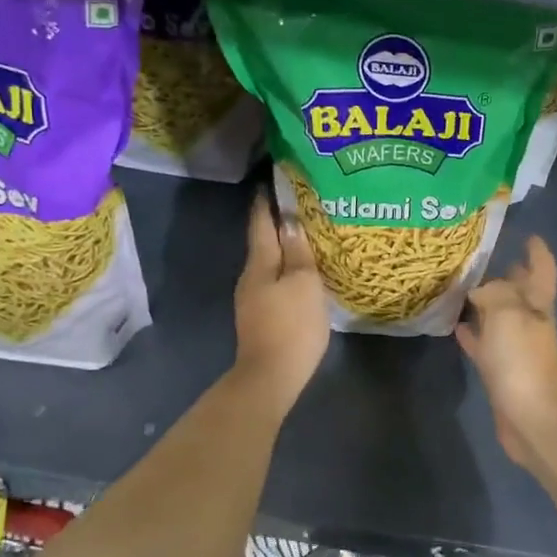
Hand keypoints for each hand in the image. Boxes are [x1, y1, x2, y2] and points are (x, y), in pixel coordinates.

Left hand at [233, 191, 329, 414]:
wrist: (271, 377)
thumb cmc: (291, 326)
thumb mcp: (303, 284)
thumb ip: (297, 251)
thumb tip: (289, 220)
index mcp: (260, 264)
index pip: (261, 222)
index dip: (267, 200)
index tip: (274, 179)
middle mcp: (250, 277)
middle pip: (264, 242)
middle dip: (278, 223)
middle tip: (302, 205)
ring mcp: (252, 299)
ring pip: (269, 264)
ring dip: (284, 249)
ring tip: (306, 237)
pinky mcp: (260, 318)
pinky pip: (274, 283)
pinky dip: (286, 271)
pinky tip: (301, 274)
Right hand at [457, 236, 556, 472]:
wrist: (533, 420)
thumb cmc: (524, 362)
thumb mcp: (508, 314)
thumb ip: (494, 293)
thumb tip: (480, 288)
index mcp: (538, 306)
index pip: (541, 270)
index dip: (537, 251)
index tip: (527, 234)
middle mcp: (529, 324)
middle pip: (520, 292)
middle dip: (509, 273)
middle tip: (482, 256)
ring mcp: (516, 349)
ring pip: (499, 318)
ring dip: (485, 302)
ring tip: (461, 285)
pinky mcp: (500, 372)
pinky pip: (484, 345)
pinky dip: (472, 334)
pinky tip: (455, 326)